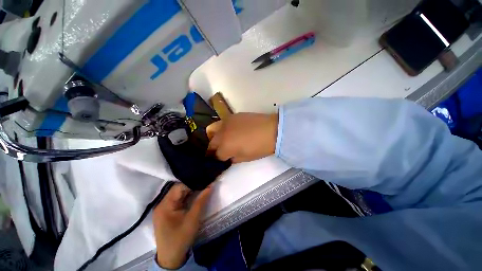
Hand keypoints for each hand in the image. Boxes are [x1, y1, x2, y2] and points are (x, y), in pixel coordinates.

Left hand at [152, 183, 211, 268]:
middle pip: (178, 189)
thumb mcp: (193, 219)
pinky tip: (195, 194)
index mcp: (165, 205)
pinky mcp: (167, 211)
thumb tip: (210, 185)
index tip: (205, 180)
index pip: (179, 187)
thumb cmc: (181, 238)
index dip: (192, 182)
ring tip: (202, 186)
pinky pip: (178, 199)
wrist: (171, 258)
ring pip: (179, 193)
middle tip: (205, 182)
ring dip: (190, 191)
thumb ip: (201, 200)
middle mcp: (162, 204)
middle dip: (192, 186)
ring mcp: (164, 208)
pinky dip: (187, 196)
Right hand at [206, 113, 277, 162]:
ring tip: (225, 139)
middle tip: (222, 150)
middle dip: (214, 149)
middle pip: (212, 142)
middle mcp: (221, 133)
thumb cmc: (259, 147)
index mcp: (225, 146)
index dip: (220, 159)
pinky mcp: (232, 115)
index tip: (223, 159)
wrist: (271, 130)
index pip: (216, 155)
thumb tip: (228, 157)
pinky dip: (224, 129)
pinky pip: (223, 123)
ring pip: (214, 131)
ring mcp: (226, 122)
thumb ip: (233, 158)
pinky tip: (232, 130)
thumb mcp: (245, 158)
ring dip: (216, 137)